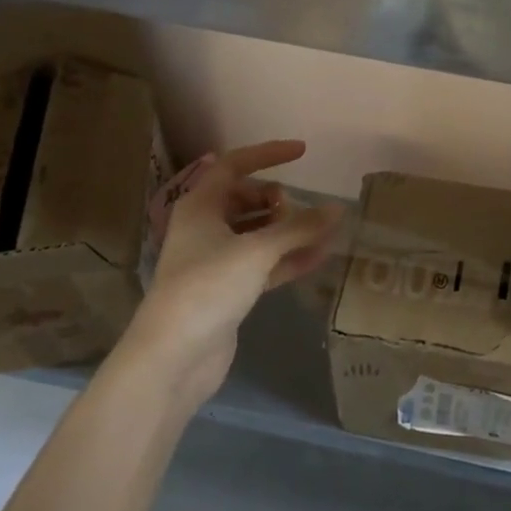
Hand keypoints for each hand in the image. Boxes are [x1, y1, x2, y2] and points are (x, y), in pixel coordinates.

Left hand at [120, 140, 340, 401]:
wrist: (173, 358)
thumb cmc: (208, 288)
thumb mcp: (257, 250)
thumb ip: (299, 227)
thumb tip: (337, 208)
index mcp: (200, 207)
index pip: (233, 166)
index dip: (267, 154)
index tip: (301, 151)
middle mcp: (205, 229)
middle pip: (245, 200)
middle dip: (276, 200)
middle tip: (300, 209)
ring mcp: (215, 262)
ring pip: (256, 234)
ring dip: (287, 231)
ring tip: (322, 231)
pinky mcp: (227, 291)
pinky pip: (263, 264)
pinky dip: (287, 258)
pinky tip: (319, 257)